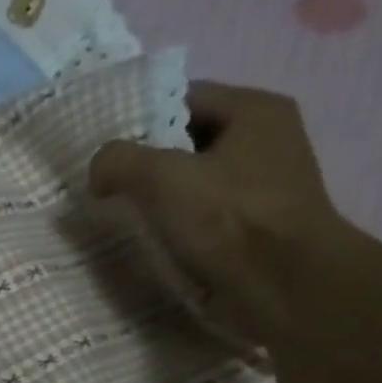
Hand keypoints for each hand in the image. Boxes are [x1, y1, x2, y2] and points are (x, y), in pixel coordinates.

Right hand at [88, 82, 356, 347]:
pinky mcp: (253, 226)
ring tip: (121, 215)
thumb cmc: (227, 220)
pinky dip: (175, 223)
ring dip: (158, 196)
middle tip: (106, 184)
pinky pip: (203, 213)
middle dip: (146, 160)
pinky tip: (151, 239)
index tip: (105, 149)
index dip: (141, 117)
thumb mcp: (160, 178)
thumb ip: (119, 161)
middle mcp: (266, 139)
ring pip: (194, 179)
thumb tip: (100, 169)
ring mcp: (262, 185)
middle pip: (188, 139)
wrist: (282, 286)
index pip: (185, 97)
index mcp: (255, 110)